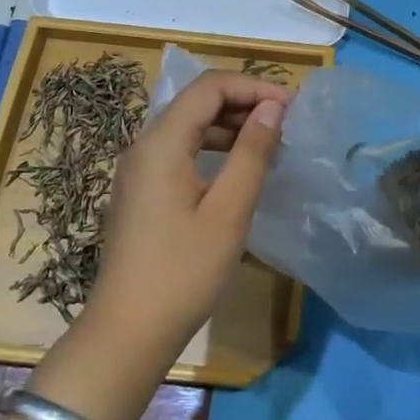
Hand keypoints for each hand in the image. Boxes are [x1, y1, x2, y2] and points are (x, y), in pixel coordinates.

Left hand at [86, 70, 291, 364]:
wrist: (127, 332)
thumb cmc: (183, 271)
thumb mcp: (228, 211)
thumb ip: (252, 153)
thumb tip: (272, 108)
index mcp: (162, 142)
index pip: (210, 87)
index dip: (254, 87)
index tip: (292, 108)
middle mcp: (144, 145)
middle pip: (197, 101)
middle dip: (244, 103)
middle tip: (287, 125)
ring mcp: (139, 168)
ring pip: (190, 125)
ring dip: (231, 125)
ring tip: (271, 144)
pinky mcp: (142, 190)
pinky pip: (181, 149)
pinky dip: (214, 147)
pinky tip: (239, 169)